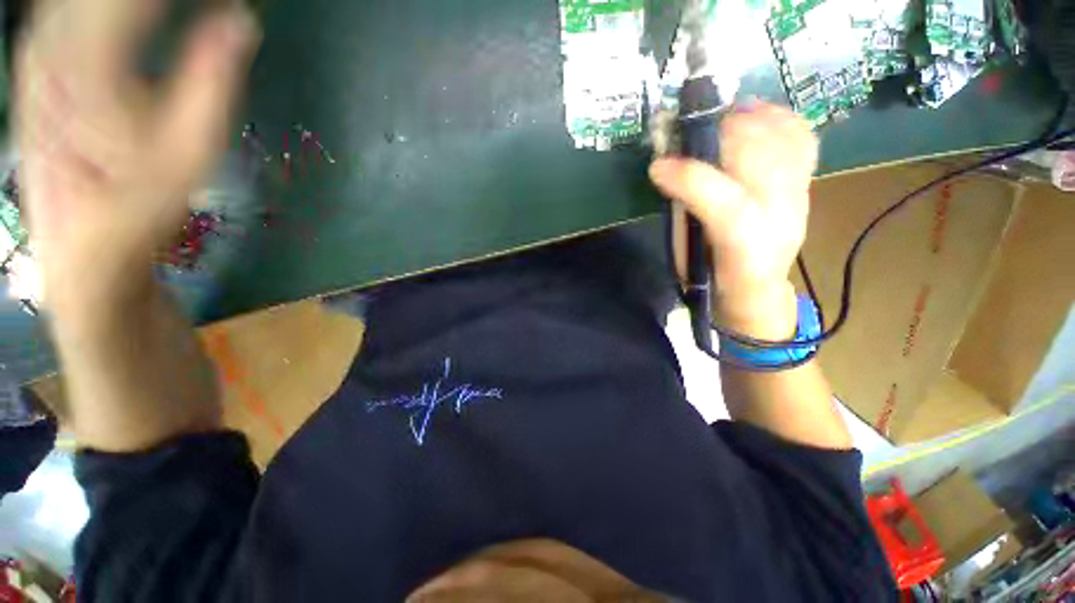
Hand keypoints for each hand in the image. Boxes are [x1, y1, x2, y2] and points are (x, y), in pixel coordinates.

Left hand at [14, 0, 258, 313]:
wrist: (82, 256)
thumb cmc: (139, 212)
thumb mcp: (190, 153)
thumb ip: (212, 83)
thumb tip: (241, 21)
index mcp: (87, 67)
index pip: (132, 1)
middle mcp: (52, 47)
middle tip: (208, 2)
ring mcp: (38, 53)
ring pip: (81, 0)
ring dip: (125, 4)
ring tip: (167, 9)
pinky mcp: (36, 66)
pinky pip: (67, 11)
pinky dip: (104, 10)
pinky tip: (131, 15)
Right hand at [649, 102, 817, 337]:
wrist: (758, 290)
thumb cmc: (712, 279)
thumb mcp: (688, 260)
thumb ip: (682, 215)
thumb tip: (669, 169)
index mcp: (746, 251)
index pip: (728, 206)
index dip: (690, 179)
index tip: (657, 167)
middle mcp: (782, 219)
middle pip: (763, 160)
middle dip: (720, 135)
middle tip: (688, 131)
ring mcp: (801, 197)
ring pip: (785, 141)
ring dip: (747, 120)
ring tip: (717, 118)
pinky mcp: (807, 184)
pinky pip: (801, 137)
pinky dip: (776, 117)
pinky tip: (751, 114)